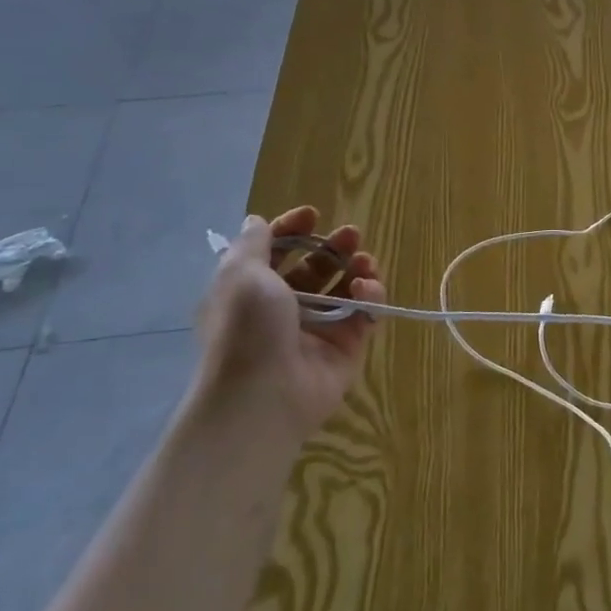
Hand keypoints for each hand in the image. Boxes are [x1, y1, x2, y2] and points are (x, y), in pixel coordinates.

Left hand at [195, 207, 385, 441]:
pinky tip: (366, 290)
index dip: (293, 231)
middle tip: (351, 235)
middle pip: (315, 268)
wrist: (262, 395)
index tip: (313, 215)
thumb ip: (253, 243)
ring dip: (357, 267)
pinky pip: (364, 314)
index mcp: (252, 292)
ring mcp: (317, 329)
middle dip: (334, 246)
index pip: (277, 252)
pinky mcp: (346, 348)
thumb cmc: (246, 327)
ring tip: (365, 261)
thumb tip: (255, 220)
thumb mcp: (240, 274)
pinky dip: (370, 297)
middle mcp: (284, 309)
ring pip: (344, 289)